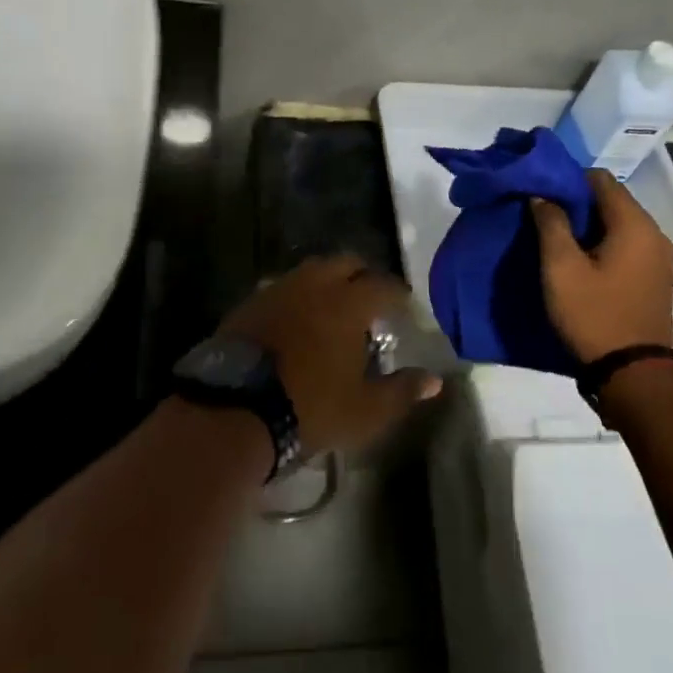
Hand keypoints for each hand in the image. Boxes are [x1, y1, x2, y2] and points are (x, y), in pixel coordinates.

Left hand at [220, 255, 441, 455]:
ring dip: (328, 282)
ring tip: (333, 308)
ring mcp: (280, 288)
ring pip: (312, 270)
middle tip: (370, 302)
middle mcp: (316, 283)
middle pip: (346, 263)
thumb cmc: (310, 407)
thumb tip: (434, 380)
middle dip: (363, 276)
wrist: (237, 408)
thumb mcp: (365, 410)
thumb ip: (402, 391)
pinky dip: (298, 296)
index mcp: (349, 302)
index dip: (398, 295)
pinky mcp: (252, 301)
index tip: (405, 308)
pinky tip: (297, 319)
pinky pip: (284, 287)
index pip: (384, 285)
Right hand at [530, 169, 672, 363]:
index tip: (540, 193)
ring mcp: (658, 257)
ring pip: (617, 223)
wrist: (634, 376)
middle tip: (541, 216)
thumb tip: (542, 195)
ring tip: (555, 238)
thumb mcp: (561, 269)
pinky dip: (601, 244)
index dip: (566, 180)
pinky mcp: (654, 278)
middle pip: (610, 200)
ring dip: (587, 225)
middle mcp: (654, 233)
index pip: (599, 178)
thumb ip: (551, 224)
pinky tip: (578, 261)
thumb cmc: (594, 316)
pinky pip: (625, 245)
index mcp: (634, 224)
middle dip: (575, 203)